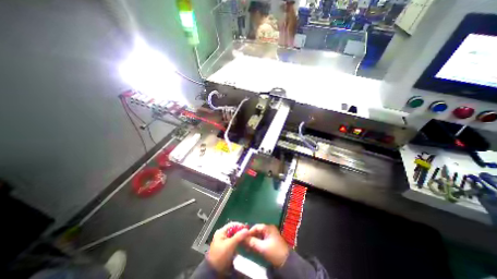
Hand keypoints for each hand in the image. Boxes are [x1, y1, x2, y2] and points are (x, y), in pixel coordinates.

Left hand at [208, 222, 250, 271]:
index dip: (240, 225)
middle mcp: (222, 235)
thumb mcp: (230, 245)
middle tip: (247, 234)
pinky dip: (238, 242)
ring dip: (240, 237)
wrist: (214, 272)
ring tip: (246, 239)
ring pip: (234, 236)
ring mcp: (223, 241)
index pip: (232, 224)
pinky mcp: (225, 248)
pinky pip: (233, 242)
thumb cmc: (220, 256)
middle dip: (240, 232)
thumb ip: (238, 236)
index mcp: (221, 231)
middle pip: (233, 230)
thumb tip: (247, 230)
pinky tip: (242, 244)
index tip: (247, 229)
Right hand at [246, 223, 289, 266]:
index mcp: (268, 227)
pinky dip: (257, 243)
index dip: (249, 232)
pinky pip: (261, 239)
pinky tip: (253, 248)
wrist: (286, 262)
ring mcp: (270, 235)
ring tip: (247, 247)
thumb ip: (252, 242)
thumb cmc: (274, 251)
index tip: (243, 238)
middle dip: (251, 237)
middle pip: (257, 231)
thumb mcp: (262, 247)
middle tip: (244, 244)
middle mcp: (269, 229)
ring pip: (259, 236)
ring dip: (253, 241)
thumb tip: (243, 238)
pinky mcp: (270, 241)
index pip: (256, 227)